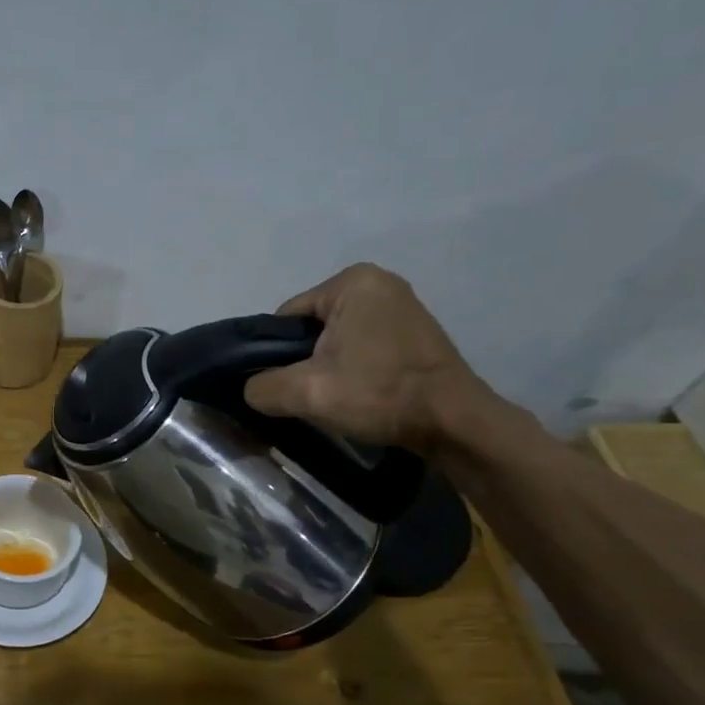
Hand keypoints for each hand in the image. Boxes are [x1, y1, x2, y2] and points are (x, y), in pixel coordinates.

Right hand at [242, 263, 494, 451]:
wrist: (453, 422)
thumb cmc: (379, 393)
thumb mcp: (306, 392)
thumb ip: (262, 387)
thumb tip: (251, 390)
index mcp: (351, 282)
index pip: (286, 319)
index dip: (276, 354)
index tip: (286, 384)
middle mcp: (378, 282)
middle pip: (312, 328)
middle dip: (305, 359)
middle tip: (311, 393)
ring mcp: (402, 305)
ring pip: (337, 339)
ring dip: (330, 366)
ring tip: (336, 396)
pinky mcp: (415, 331)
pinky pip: (364, 345)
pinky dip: (355, 367)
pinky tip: (361, 392)